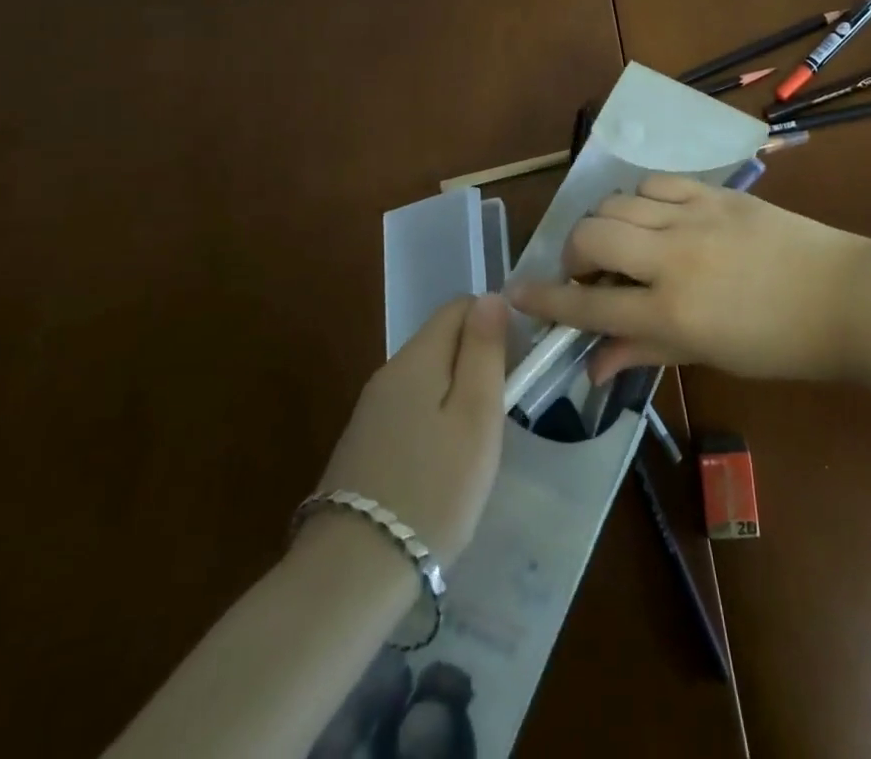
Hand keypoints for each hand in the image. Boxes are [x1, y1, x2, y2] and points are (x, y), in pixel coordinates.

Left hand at [316, 294, 507, 559]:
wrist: (352, 572)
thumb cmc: (433, 488)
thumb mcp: (476, 415)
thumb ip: (484, 350)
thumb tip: (490, 296)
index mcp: (417, 358)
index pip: (460, 306)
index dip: (495, 322)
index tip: (517, 364)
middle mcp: (388, 373)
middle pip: (442, 340)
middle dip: (478, 359)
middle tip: (504, 408)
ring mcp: (370, 410)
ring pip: (428, 377)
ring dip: (458, 392)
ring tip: (479, 441)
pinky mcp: (363, 444)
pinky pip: (410, 409)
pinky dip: (435, 419)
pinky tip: (444, 463)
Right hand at [505, 175, 868, 383]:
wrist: (844, 297)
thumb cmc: (778, 343)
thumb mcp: (707, 355)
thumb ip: (643, 352)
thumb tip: (591, 366)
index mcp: (670, 311)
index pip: (587, 305)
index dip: (544, 301)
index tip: (517, 294)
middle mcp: (671, 257)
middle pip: (590, 236)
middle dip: (572, 255)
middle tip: (588, 274)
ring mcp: (693, 216)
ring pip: (617, 201)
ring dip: (606, 224)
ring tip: (624, 245)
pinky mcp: (714, 192)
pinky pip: (656, 183)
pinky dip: (640, 199)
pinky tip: (653, 217)